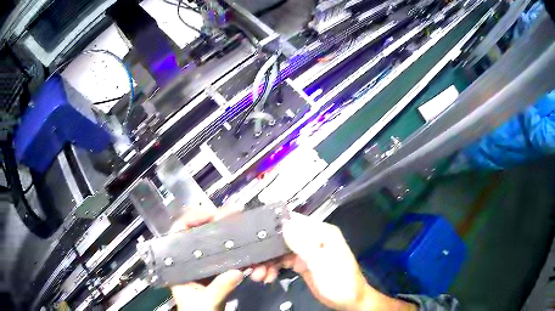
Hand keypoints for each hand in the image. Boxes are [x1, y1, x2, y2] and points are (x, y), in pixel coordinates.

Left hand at [170, 208, 243, 310]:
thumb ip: (219, 288)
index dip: (192, 219)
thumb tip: (237, 272)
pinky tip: (249, 247)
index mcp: (179, 264)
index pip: (179, 233)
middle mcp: (191, 260)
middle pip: (200, 233)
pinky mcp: (218, 272)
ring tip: (244, 224)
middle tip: (234, 214)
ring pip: (217, 243)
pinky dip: (239, 251)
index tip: (211, 215)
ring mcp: (206, 265)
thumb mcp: (205, 302)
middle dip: (217, 222)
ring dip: (230, 234)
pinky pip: (229, 256)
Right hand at [250, 213, 416, 310]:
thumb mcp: (322, 264)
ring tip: (257, 275)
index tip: (252, 234)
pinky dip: (272, 267)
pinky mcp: (302, 263)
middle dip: (266, 249)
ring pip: (280, 250)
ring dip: (266, 261)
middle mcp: (312, 238)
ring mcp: (306, 251)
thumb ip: (304, 245)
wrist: (349, 300)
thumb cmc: (340, 281)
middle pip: (283, 237)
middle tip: (252, 263)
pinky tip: (266, 276)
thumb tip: (285, 225)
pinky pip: (282, 261)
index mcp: (321, 232)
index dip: (273, 225)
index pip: (294, 221)